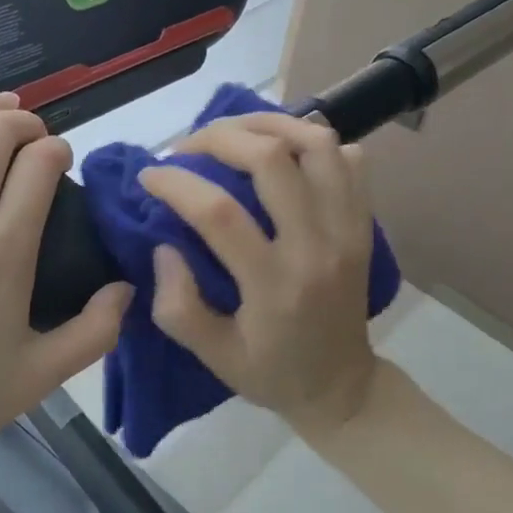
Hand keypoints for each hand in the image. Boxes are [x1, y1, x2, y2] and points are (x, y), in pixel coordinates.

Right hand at [138, 112, 378, 435]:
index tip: (149, 175)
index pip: (219, 212)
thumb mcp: (213, 357)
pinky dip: (314, 141)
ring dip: (270, 123)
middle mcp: (317, 246)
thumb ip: (178, 306)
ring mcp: (348, 229)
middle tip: (189, 147)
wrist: (344, 388)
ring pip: (318, 144)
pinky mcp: (364, 223)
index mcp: (275, 285)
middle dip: (218, 137)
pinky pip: (350, 160)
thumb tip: (165, 245)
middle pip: (272, 158)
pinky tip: (284, 150)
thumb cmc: (271, 372)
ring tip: (234, 131)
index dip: (176, 182)